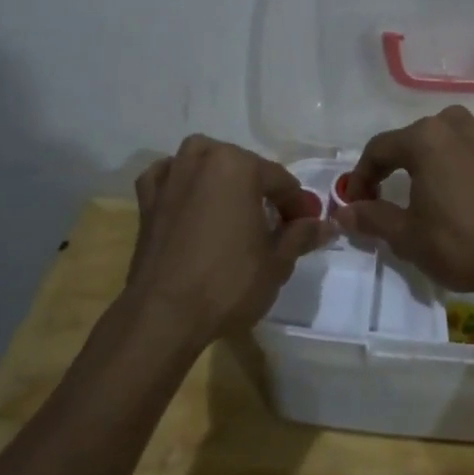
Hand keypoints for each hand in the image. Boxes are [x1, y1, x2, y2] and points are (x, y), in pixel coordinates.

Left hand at [124, 135, 333, 343]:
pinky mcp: (147, 201)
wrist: (165, 315)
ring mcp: (170, 178)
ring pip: (201, 160)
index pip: (280, 181)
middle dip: (261, 189)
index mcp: (238, 166)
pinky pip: (167, 176)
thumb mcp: (277, 262)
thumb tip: (326, 225)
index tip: (308, 226)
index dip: (298, 205)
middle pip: (242, 166)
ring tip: (233, 202)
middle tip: (275, 222)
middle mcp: (202, 160)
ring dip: (220, 173)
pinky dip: (180, 180)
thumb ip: (301, 235)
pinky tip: (189, 198)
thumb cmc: (229, 282)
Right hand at [334, 106, 473, 299]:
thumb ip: (372, 218)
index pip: (379, 148)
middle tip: (383, 195)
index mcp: (426, 139)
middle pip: (412, 138)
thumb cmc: (462, 243)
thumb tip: (343, 212)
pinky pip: (470, 152)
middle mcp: (455, 128)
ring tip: (420, 189)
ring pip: (444, 139)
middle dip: (392, 165)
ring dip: (425, 159)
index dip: (361, 176)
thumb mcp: (408, 236)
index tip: (356, 204)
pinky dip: (454, 165)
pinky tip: (456, 196)